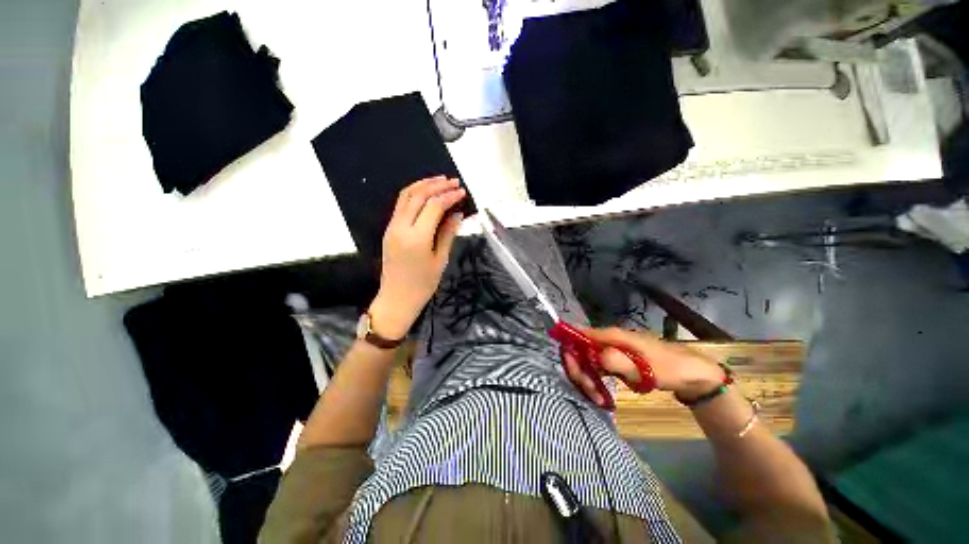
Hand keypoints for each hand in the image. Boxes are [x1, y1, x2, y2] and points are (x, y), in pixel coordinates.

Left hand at [369, 177, 465, 338]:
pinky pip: (401, 205)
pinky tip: (426, 194)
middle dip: (437, 185)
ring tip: (440, 180)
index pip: (434, 206)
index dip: (449, 196)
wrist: (397, 298)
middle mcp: (401, 227)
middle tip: (454, 182)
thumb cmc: (423, 284)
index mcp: (417, 237)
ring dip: (423, 185)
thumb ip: (448, 233)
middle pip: (418, 195)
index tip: (462, 192)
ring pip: (406, 196)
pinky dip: (414, 194)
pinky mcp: (389, 229)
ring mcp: (392, 227)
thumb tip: (457, 214)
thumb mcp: (440, 260)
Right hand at [562, 327, 725, 406]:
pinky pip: (596, 369)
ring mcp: (611, 350)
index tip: (577, 374)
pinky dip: (595, 381)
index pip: (578, 336)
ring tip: (599, 399)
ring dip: (587, 379)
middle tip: (591, 393)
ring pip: (586, 361)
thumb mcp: (644, 368)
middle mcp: (607, 340)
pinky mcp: (615, 361)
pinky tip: (603, 396)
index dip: (571, 352)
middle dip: (580, 371)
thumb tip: (593, 356)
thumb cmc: (669, 368)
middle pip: (579, 351)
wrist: (691, 375)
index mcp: (611, 335)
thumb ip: (617, 361)